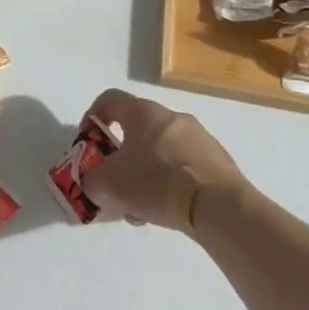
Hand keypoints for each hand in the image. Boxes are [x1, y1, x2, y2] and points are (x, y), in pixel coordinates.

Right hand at [80, 89, 250, 232]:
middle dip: (122, 154)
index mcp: (143, 112)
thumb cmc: (156, 183)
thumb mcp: (107, 185)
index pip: (109, 99)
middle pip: (137, 128)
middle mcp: (172, 116)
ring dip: (147, 171)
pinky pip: (185, 166)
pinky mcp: (219, 161)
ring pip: (161, 150)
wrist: (218, 207)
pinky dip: (172, 183)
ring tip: (143, 206)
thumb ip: (92, 180)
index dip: (93, 116)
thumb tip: (97, 182)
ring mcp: (200, 137)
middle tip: (116, 181)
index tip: (88, 141)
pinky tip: (169, 210)